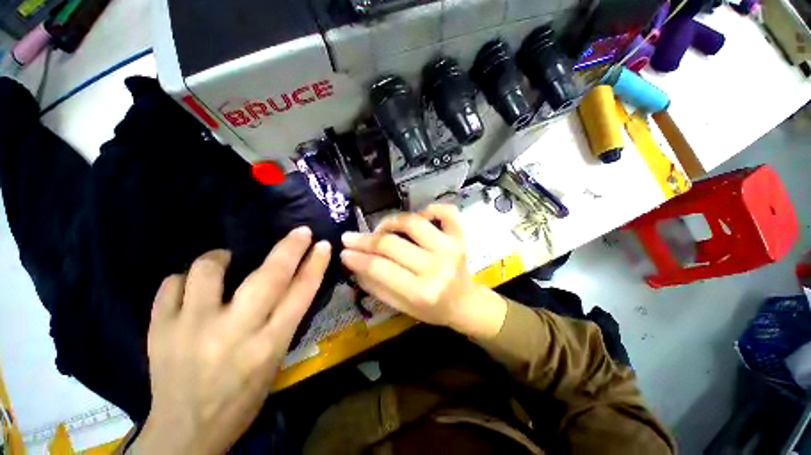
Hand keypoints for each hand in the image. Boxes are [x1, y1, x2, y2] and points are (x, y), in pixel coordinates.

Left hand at [130, 228, 330, 454]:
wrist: (186, 430)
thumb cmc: (242, 396)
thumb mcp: (274, 360)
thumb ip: (284, 319)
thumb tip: (293, 279)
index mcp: (268, 345)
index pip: (301, 294)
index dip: (315, 265)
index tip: (323, 245)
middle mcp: (233, 333)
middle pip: (268, 277)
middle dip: (289, 248)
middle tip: (299, 232)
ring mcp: (191, 329)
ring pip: (207, 272)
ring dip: (220, 257)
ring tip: (224, 261)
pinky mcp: (158, 330)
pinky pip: (170, 285)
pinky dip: (183, 280)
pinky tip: (190, 289)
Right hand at [341, 204, 506, 338]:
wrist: (465, 303)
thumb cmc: (433, 310)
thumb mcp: (402, 307)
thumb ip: (376, 287)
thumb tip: (354, 264)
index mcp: (422, 292)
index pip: (381, 268)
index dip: (357, 257)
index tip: (343, 251)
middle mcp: (437, 266)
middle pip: (393, 244)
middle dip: (365, 240)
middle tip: (350, 237)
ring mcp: (451, 247)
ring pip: (413, 222)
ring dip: (391, 222)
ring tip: (380, 229)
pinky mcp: (460, 237)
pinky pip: (446, 212)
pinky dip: (431, 209)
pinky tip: (419, 216)